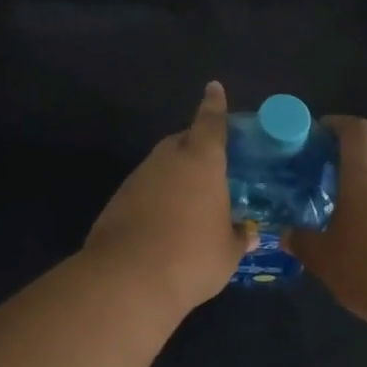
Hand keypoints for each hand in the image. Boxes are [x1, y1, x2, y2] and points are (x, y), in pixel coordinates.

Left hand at [84, 81, 255, 314]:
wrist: (128, 278)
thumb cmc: (191, 258)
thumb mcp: (227, 253)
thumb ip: (239, 237)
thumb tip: (249, 233)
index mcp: (202, 162)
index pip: (211, 124)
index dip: (214, 106)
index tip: (213, 88)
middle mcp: (168, 160)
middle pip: (182, 141)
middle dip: (195, 146)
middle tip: (211, 165)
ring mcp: (138, 178)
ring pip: (161, 166)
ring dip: (174, 175)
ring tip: (190, 200)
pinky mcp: (117, 199)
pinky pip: (144, 188)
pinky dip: (155, 196)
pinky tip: (164, 221)